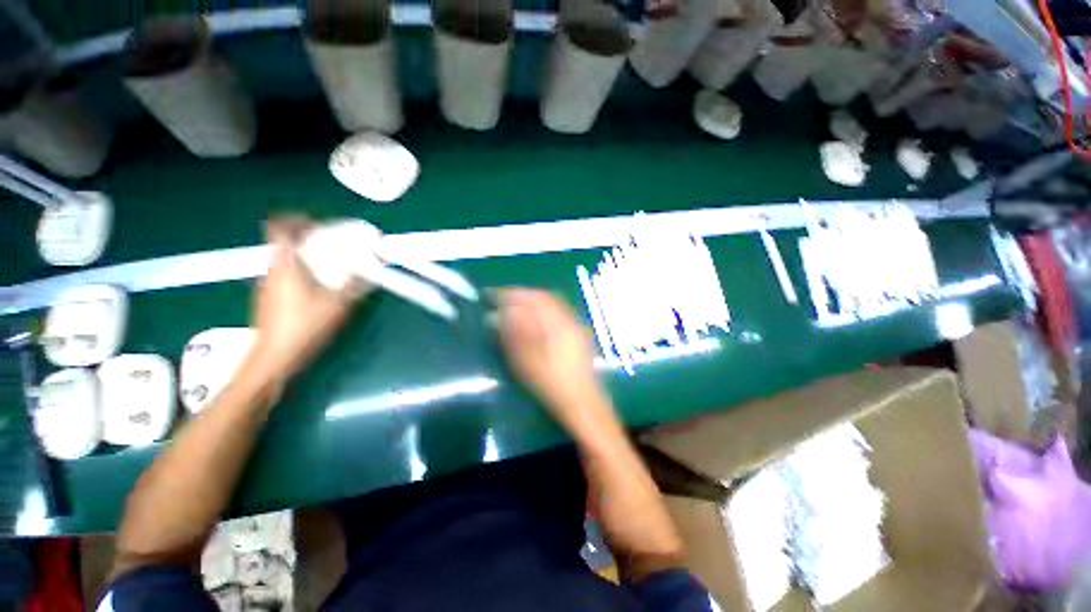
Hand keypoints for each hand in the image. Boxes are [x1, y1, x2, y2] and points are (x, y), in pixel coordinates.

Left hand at [246, 216, 369, 389]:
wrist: (274, 358)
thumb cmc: (304, 326)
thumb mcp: (338, 304)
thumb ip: (356, 285)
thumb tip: (373, 272)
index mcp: (284, 264)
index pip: (279, 227)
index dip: (296, 218)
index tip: (317, 223)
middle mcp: (271, 270)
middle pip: (285, 243)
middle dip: (308, 239)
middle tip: (334, 245)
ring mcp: (267, 285)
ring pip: (286, 260)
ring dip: (306, 257)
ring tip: (332, 266)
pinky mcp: (270, 300)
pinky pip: (286, 275)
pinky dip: (302, 273)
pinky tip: (321, 288)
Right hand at [497, 288, 610, 430]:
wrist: (582, 403)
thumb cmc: (553, 386)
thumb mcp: (528, 363)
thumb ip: (514, 335)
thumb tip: (498, 314)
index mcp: (559, 325)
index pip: (534, 299)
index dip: (512, 294)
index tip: (492, 296)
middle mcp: (570, 319)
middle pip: (544, 297)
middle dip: (521, 295)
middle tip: (501, 299)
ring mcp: (576, 325)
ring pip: (552, 303)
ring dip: (532, 301)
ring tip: (514, 306)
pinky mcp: (578, 332)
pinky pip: (558, 311)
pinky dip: (542, 308)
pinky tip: (533, 317)